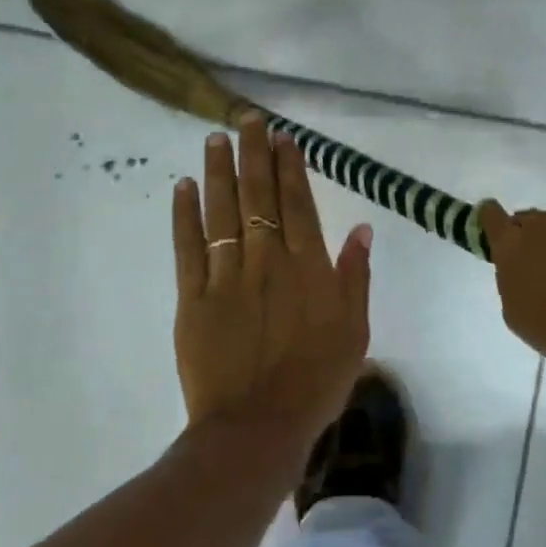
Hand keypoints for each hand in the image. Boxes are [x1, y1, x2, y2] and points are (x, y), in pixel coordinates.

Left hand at [172, 117, 372, 448]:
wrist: (259, 427)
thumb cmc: (317, 380)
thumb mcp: (355, 330)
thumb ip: (356, 276)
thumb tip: (362, 228)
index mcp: (307, 266)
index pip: (297, 203)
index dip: (289, 166)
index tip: (282, 136)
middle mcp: (266, 260)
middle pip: (258, 196)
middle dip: (253, 154)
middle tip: (246, 119)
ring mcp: (226, 276)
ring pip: (222, 212)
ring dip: (219, 172)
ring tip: (214, 139)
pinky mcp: (193, 298)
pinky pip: (188, 248)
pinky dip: (185, 215)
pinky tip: (184, 187)